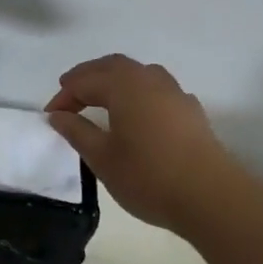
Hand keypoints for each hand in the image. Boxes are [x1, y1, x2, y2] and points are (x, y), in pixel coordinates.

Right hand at [45, 54, 242, 234]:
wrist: (211, 197)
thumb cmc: (149, 176)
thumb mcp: (102, 158)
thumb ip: (77, 131)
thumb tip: (58, 115)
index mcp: (124, 85)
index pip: (85, 81)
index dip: (64, 96)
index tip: (51, 116)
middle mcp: (149, 79)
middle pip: (112, 66)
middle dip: (88, 77)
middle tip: (69, 93)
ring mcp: (174, 92)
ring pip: (137, 74)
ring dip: (114, 80)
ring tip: (101, 98)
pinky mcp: (191, 110)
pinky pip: (156, 89)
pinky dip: (137, 93)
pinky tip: (136, 113)